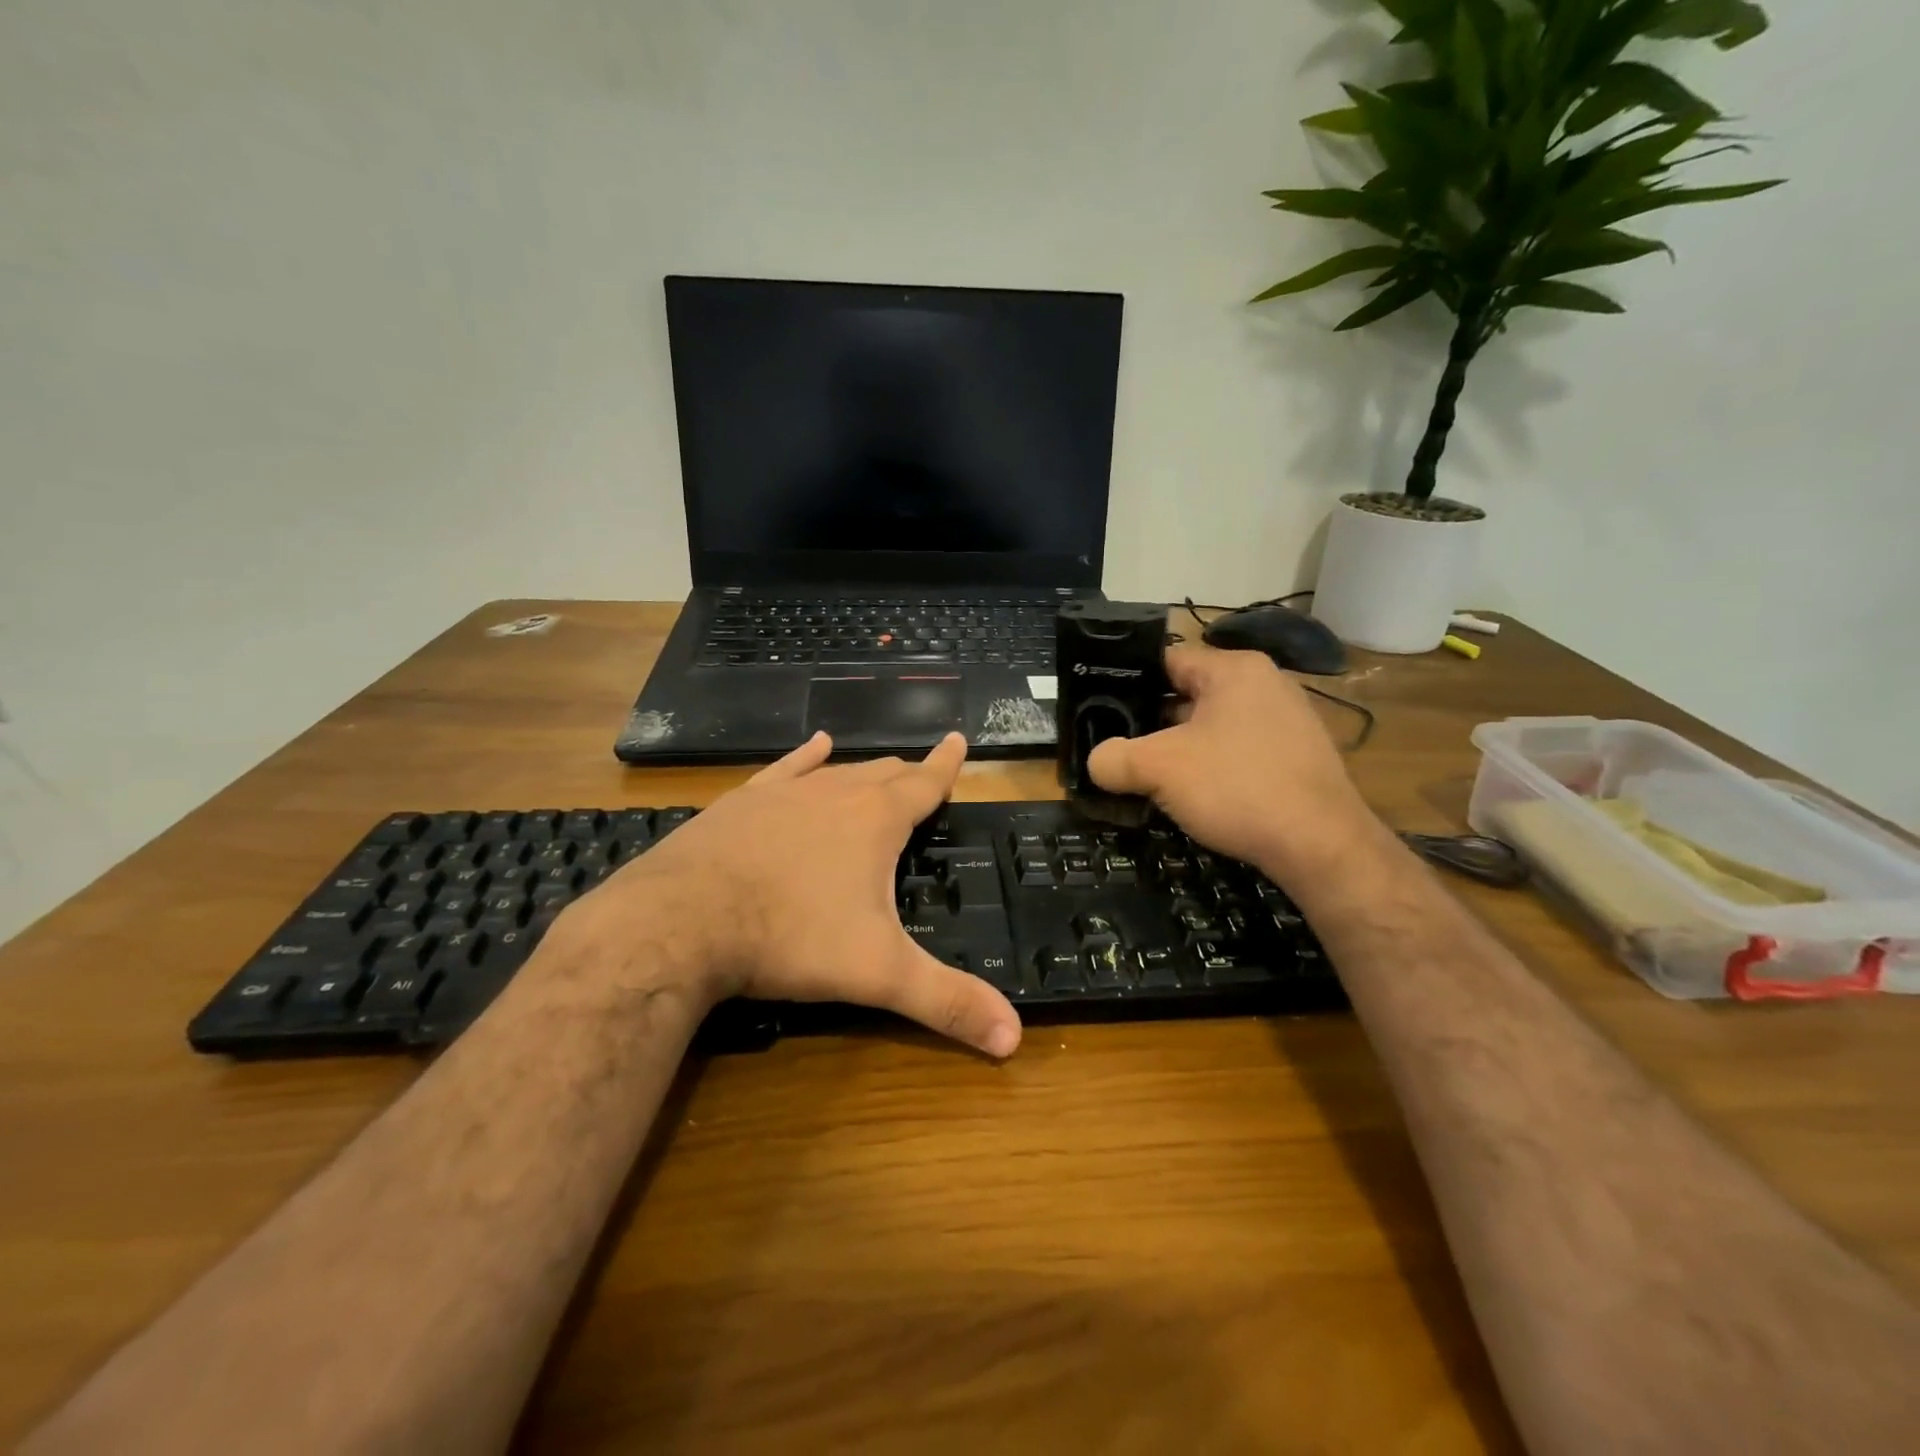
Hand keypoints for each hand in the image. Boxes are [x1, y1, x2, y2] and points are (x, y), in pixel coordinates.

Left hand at [578, 732, 1021, 1058]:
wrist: (682, 921)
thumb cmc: (791, 938)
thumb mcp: (878, 974)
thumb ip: (946, 1002)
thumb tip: (1014, 1039)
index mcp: (875, 821)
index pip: (924, 784)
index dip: (946, 766)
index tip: (958, 740)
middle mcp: (835, 793)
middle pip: (882, 775)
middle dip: (906, 776)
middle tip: (922, 777)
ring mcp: (783, 793)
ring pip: (836, 771)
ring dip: (862, 770)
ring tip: (879, 765)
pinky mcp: (741, 802)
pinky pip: (784, 769)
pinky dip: (805, 757)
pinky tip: (816, 745)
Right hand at [1086, 646, 1383, 883]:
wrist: (1321, 846)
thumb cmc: (1236, 787)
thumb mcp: (1159, 769)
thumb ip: (1114, 758)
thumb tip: (1096, 762)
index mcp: (1234, 669)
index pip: (1166, 660)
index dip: (1128, 683)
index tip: (1100, 710)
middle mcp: (1265, 684)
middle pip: (1188, 694)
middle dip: (1152, 723)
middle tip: (1120, 748)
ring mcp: (1288, 721)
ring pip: (1213, 726)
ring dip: (1181, 749)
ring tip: (1150, 776)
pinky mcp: (1298, 757)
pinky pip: (1240, 751)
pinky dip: (1213, 767)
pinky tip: (1196, 796)